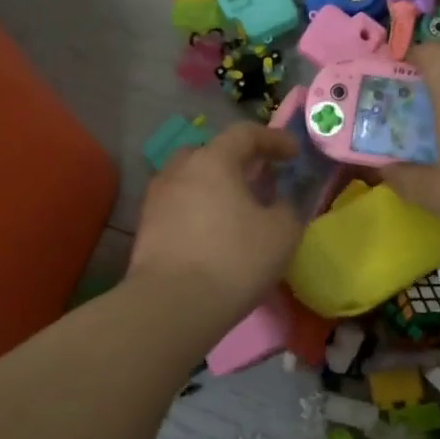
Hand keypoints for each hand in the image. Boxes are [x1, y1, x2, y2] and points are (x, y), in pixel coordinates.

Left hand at [127, 123, 305, 312]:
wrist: (172, 304)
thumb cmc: (234, 259)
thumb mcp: (281, 232)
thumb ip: (286, 208)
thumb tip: (278, 202)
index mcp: (213, 160)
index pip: (245, 134)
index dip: (273, 139)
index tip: (293, 153)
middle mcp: (179, 170)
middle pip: (211, 152)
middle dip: (237, 161)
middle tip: (259, 178)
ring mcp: (157, 198)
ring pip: (191, 180)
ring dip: (215, 186)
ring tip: (235, 208)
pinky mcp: (146, 228)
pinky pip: (179, 206)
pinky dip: (199, 210)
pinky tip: (213, 232)